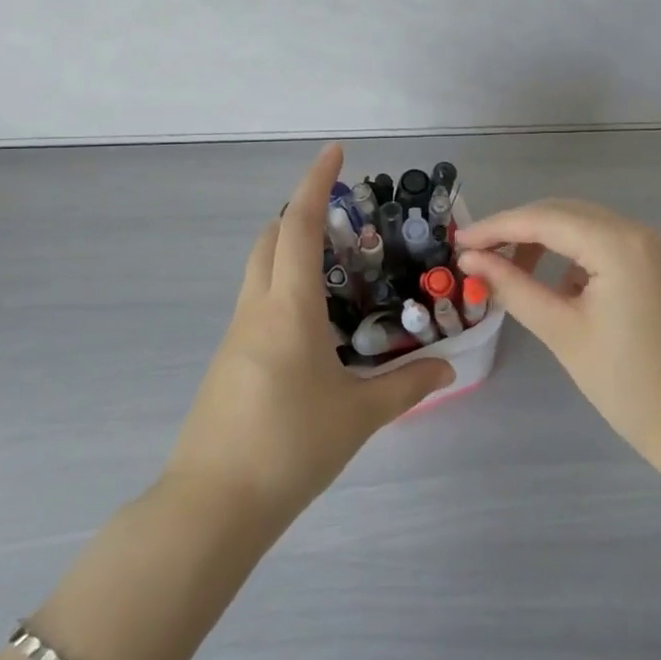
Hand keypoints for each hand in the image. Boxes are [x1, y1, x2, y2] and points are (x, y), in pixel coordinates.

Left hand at [165, 144, 453, 521]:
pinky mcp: (227, 361)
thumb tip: (448, 367)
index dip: (317, 183)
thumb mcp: (359, 416)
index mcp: (289, 308)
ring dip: (289, 250)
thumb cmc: (289, 447)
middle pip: (270, 238)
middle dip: (301, 213)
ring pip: (259, 269)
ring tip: (337, 267)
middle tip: (343, 217)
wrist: (212, 507)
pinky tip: (314, 323)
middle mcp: (257, 309)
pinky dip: (282, 287)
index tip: (335, 152)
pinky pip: (256, 302)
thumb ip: (408, 386)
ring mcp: (235, 335)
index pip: (301, 226)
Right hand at [456, 200, 660, 462]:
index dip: (496, 227)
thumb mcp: (562, 331)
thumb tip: (471, 259)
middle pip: (562, 212)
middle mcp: (635, 231)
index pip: (544, 219)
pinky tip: (548, 279)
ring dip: (541, 237)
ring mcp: (648, 245)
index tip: (457, 240)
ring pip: (580, 223)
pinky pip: (600, 241)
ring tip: (506, 268)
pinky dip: (568, 251)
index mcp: (617, 244)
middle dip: (516, 228)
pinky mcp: (652, 262)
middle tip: (475, 253)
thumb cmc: (627, 383)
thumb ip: (513, 286)